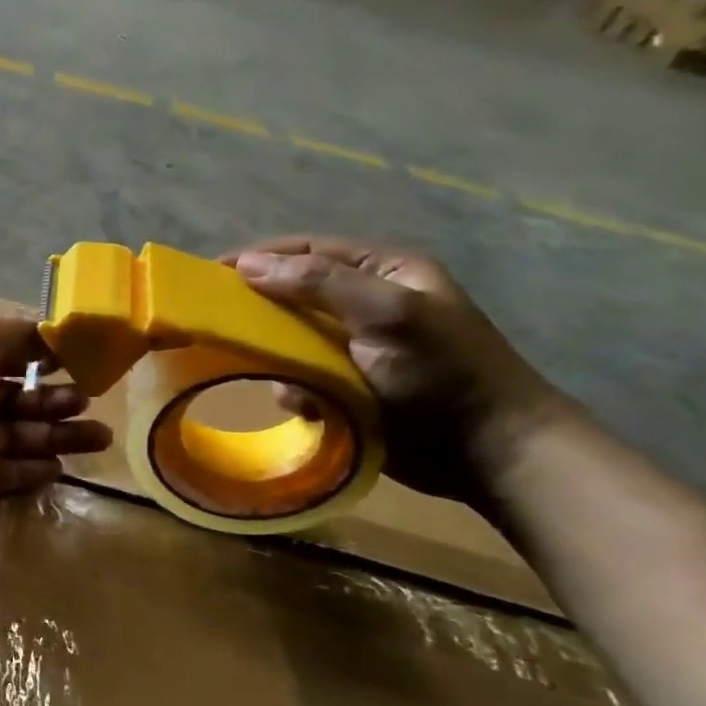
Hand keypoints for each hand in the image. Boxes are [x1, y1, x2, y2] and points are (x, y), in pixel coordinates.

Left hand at [0, 310, 111, 526]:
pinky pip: (6, 473)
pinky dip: (34, 470)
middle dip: (56, 397)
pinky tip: (63, 466)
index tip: (80, 360)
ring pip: (19, 434)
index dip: (42, 355)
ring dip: (58, 434)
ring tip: (100, 436)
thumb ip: (16, 335)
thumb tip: (50, 333)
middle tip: (88, 401)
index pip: (7, 350)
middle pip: (17, 395)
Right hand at [225, 237, 565, 504]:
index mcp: (384, 272)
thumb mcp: (387, 313)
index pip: (308, 251)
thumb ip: (319, 283)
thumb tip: (247, 265)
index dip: (260, 258)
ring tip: (262, 369)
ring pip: (293, 339)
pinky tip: (299, 402)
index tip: (212, 275)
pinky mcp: (352, 387)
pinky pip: (304, 378)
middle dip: (261, 309)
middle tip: (219, 321)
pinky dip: (294, 387)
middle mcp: (368, 303)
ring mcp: (359, 348)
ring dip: (276, 354)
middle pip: (295, 294)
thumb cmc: (443, 372)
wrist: (493, 454)